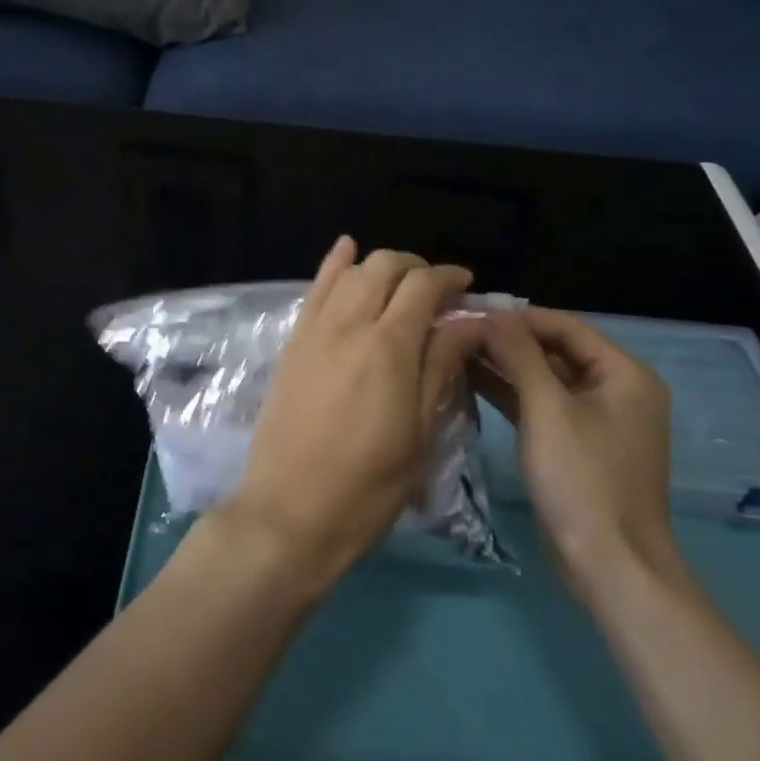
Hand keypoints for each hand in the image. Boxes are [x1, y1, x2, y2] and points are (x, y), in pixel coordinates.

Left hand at [222, 238, 480, 592]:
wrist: (290, 513)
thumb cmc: (368, 486)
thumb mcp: (419, 432)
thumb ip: (440, 366)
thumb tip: (469, 321)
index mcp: (388, 347)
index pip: (423, 286)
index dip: (450, 278)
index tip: (467, 286)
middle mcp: (349, 325)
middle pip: (385, 267)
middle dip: (417, 267)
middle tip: (437, 291)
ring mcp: (314, 331)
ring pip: (350, 271)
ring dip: (381, 266)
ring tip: (400, 282)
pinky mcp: (293, 343)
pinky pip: (313, 289)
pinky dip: (334, 264)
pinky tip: (347, 247)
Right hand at [472, 308, 677, 598]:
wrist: (609, 565)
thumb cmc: (582, 478)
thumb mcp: (547, 409)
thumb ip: (519, 355)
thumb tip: (491, 314)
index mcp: (624, 374)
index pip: (565, 327)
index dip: (518, 317)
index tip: (471, 310)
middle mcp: (616, 390)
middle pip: (555, 351)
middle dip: (508, 341)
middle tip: (458, 329)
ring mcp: (596, 421)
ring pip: (545, 380)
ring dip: (505, 367)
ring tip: (456, 350)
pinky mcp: (576, 447)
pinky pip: (542, 408)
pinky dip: (511, 396)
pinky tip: (471, 382)